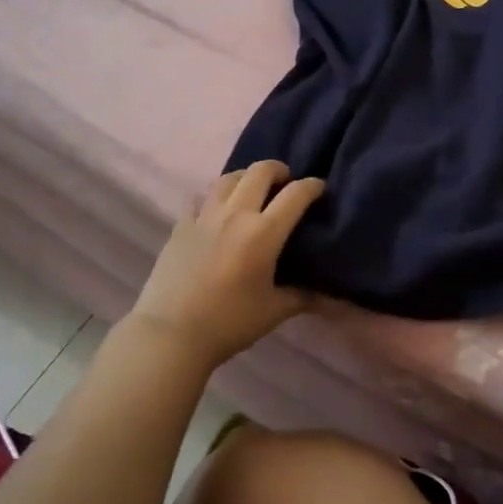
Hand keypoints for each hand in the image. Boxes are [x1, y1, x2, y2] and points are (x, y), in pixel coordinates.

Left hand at [126, 162, 324, 370]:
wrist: (171, 333)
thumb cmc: (229, 322)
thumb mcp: (274, 311)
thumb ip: (304, 297)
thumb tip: (331, 297)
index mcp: (264, 232)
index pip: (296, 194)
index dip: (312, 186)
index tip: (319, 188)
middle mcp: (236, 214)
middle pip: (260, 171)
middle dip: (279, 170)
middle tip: (285, 182)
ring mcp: (205, 216)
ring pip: (229, 177)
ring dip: (246, 177)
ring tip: (252, 190)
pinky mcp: (181, 224)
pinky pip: (199, 196)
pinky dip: (212, 195)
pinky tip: (216, 208)